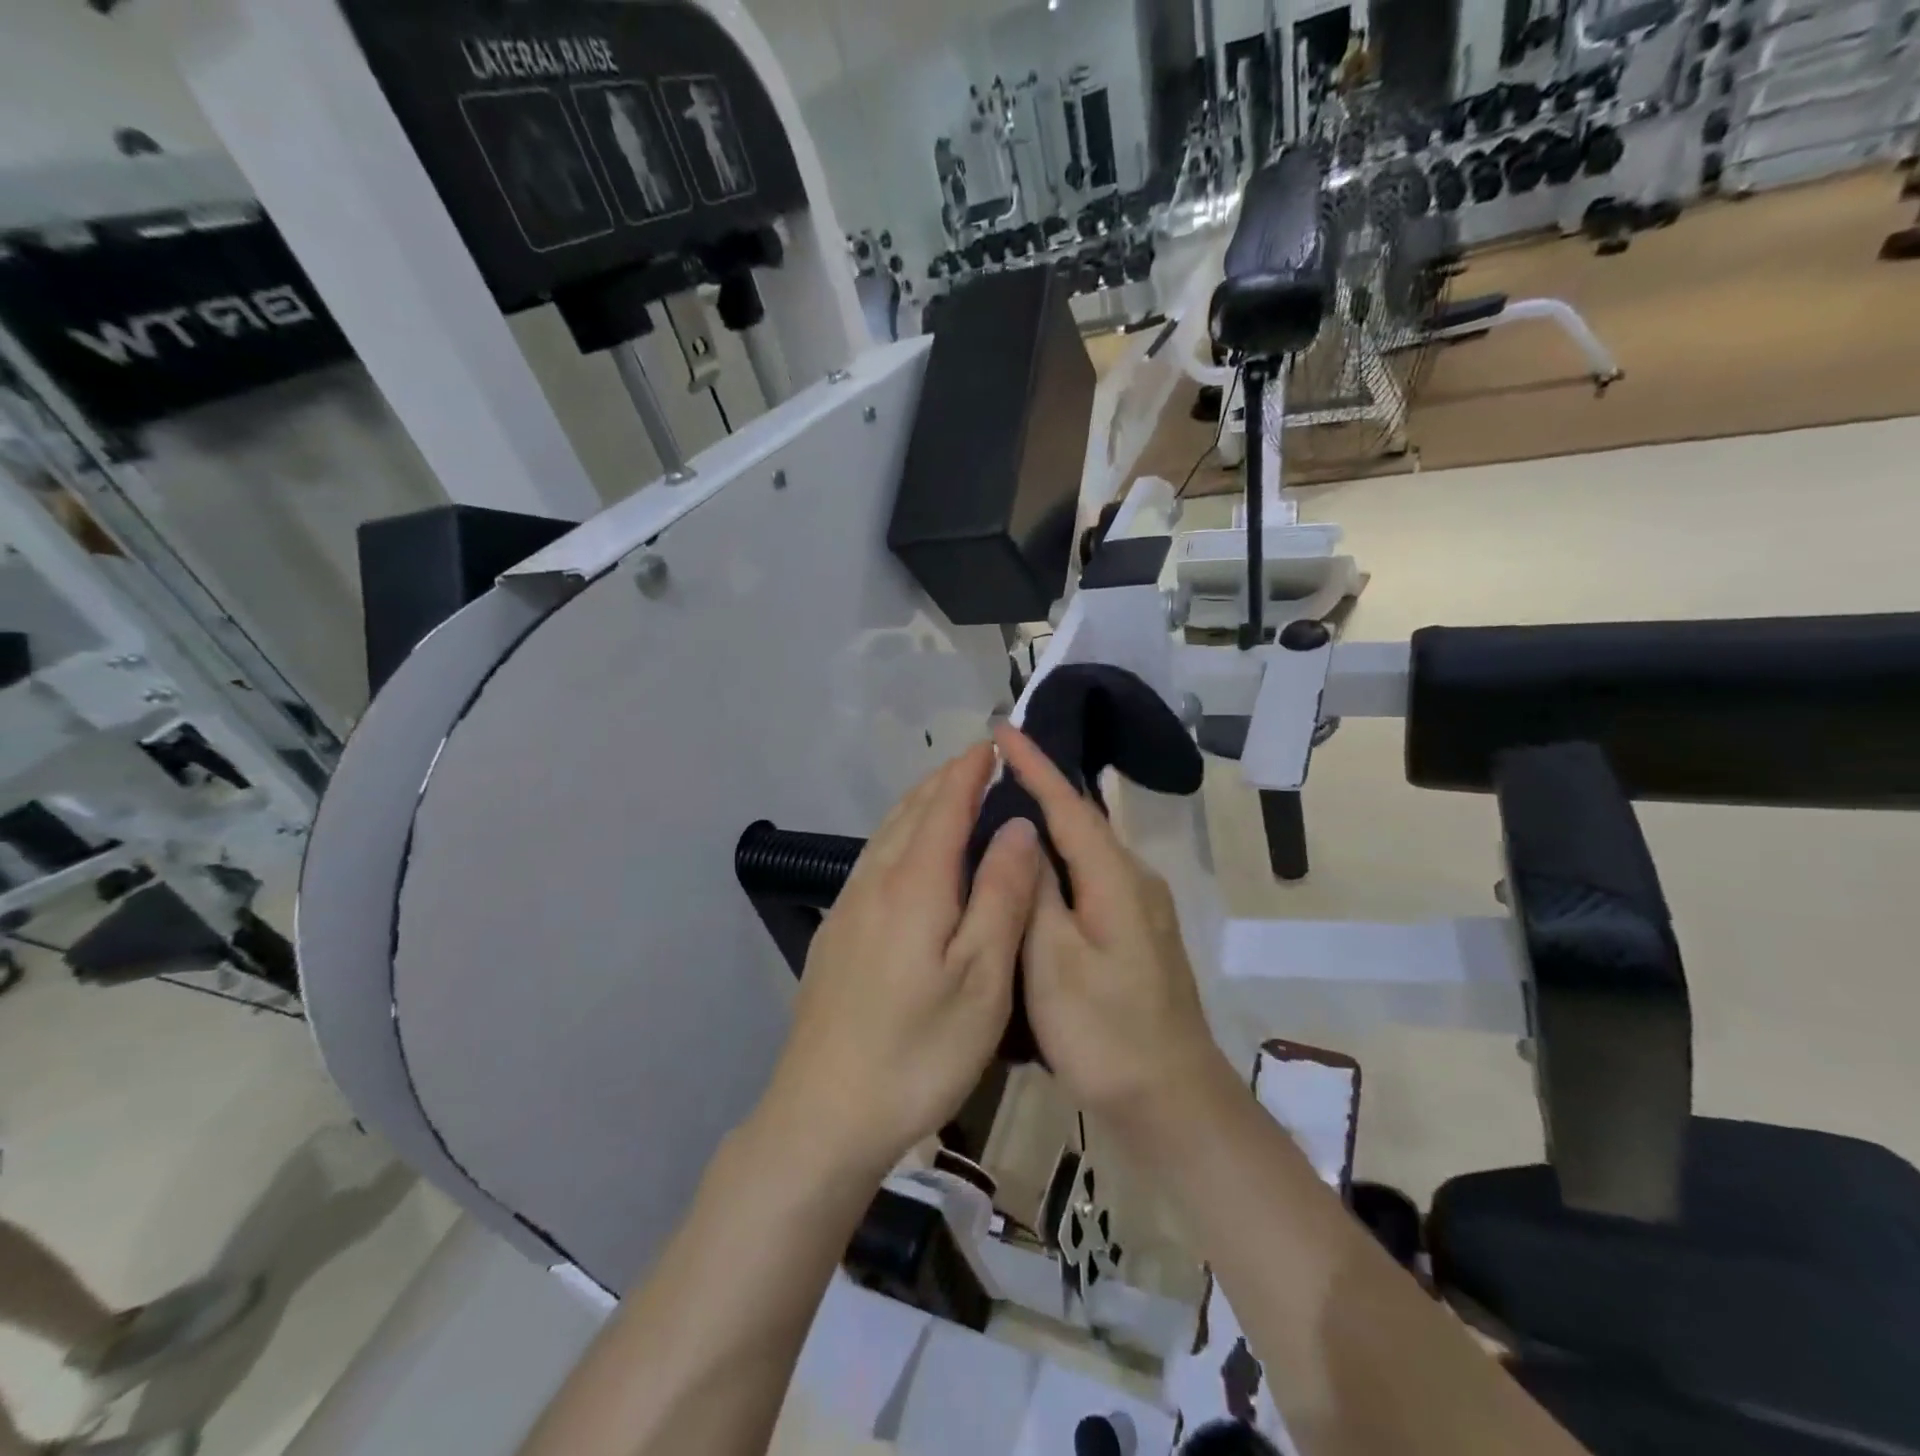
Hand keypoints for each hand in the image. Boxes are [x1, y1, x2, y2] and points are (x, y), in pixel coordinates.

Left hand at [758, 744, 1042, 1178]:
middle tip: (977, 762)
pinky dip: (899, 834)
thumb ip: (1002, 895)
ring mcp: (848, 906)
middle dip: (945, 779)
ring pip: (887, 833)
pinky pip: (872, 859)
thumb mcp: (982, 978)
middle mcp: (875, 880)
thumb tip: (1017, 826)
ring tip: (947, 793)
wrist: (824, 1112)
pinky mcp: (835, 931)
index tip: (993, 744)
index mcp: (915, 884)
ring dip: (919, 803)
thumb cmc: (918, 1050)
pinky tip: (908, 854)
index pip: (945, 805)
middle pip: (911, 811)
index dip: (970, 770)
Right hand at [992, 724, 1227, 1137]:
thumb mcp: (1054, 962)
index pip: (1069, 804)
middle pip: (1082, 821)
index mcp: (1115, 878)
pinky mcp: (1136, 933)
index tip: (1002, 728)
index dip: (1034, 765)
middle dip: (1039, 788)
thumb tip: (1023, 834)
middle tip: (992, 770)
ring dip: (1048, 825)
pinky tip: (1033, 873)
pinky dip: (1059, 863)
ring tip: (1002, 810)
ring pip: (1086, 851)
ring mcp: (1140, 908)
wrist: (1172, 1101)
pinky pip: (1091, 878)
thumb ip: (1037, 892)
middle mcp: (1135, 880)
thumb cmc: (1105, 1032)